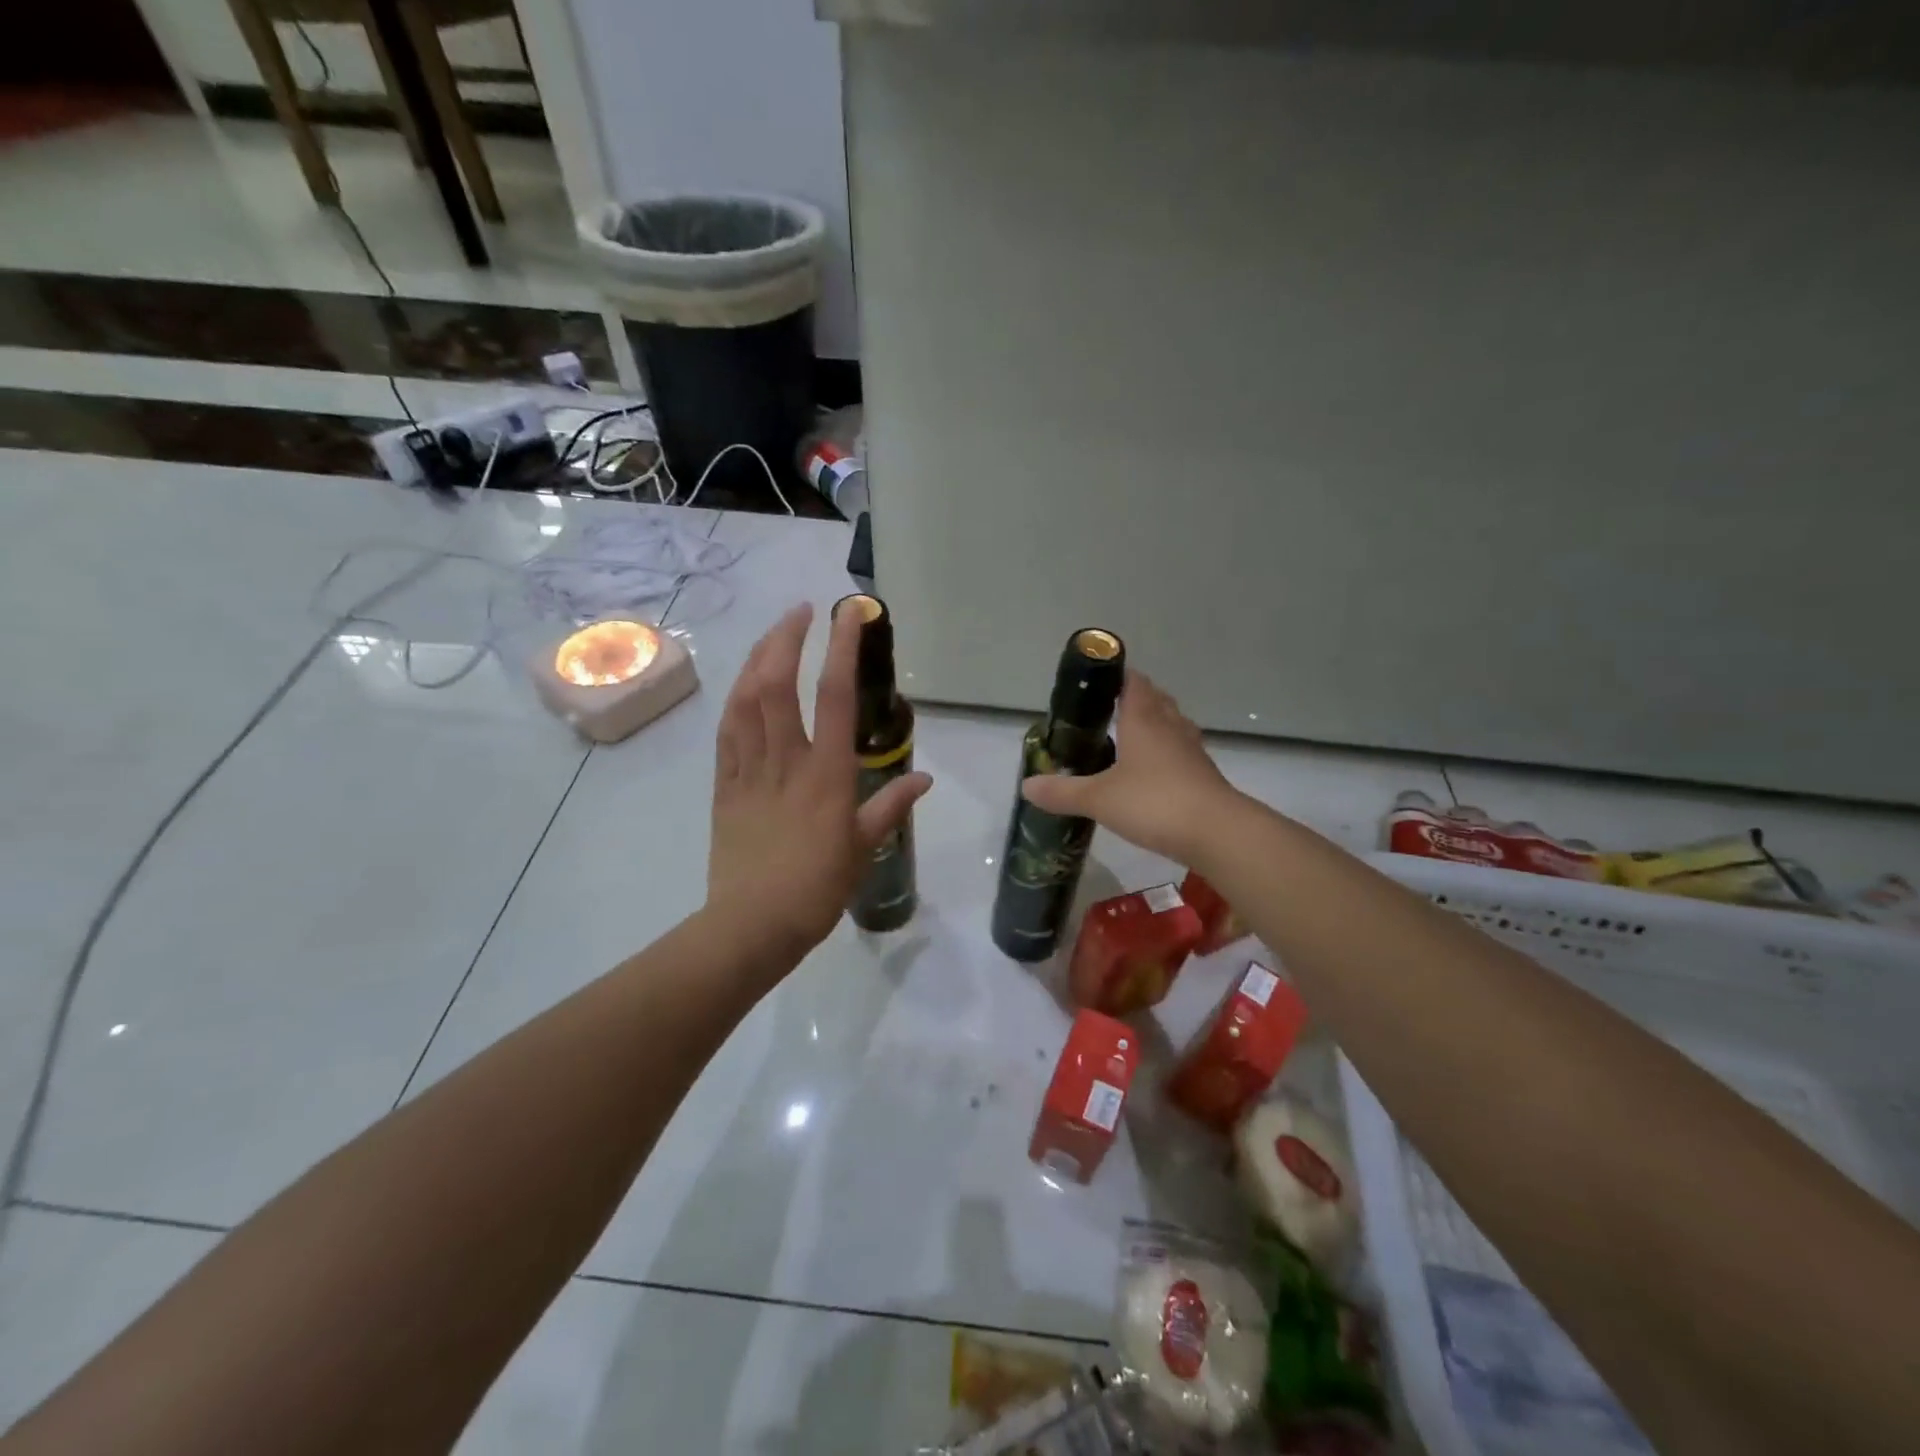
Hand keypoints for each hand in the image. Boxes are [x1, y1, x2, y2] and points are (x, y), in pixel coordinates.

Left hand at [707, 602, 932, 967]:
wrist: (751, 926)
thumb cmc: (816, 889)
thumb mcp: (863, 849)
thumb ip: (891, 807)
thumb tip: (922, 778)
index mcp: (826, 775)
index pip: (835, 697)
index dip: (842, 649)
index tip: (848, 614)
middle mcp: (786, 762)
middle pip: (777, 684)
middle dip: (786, 638)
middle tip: (801, 611)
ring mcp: (749, 771)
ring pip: (746, 700)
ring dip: (757, 658)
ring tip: (772, 636)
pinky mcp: (724, 786)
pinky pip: (727, 733)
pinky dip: (736, 699)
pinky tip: (744, 685)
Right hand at [1020, 670, 1242, 864]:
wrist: (1217, 832)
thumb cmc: (1154, 803)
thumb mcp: (1098, 799)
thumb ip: (1062, 792)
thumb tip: (1026, 785)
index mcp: (1143, 720)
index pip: (1133, 683)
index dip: (1118, 675)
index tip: (1099, 677)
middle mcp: (1170, 727)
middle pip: (1156, 700)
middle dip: (1137, 698)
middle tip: (1110, 707)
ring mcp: (1191, 751)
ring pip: (1173, 724)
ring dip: (1156, 723)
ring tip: (1133, 734)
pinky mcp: (1204, 775)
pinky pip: (1183, 752)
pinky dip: (1168, 753)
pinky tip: (1156, 771)